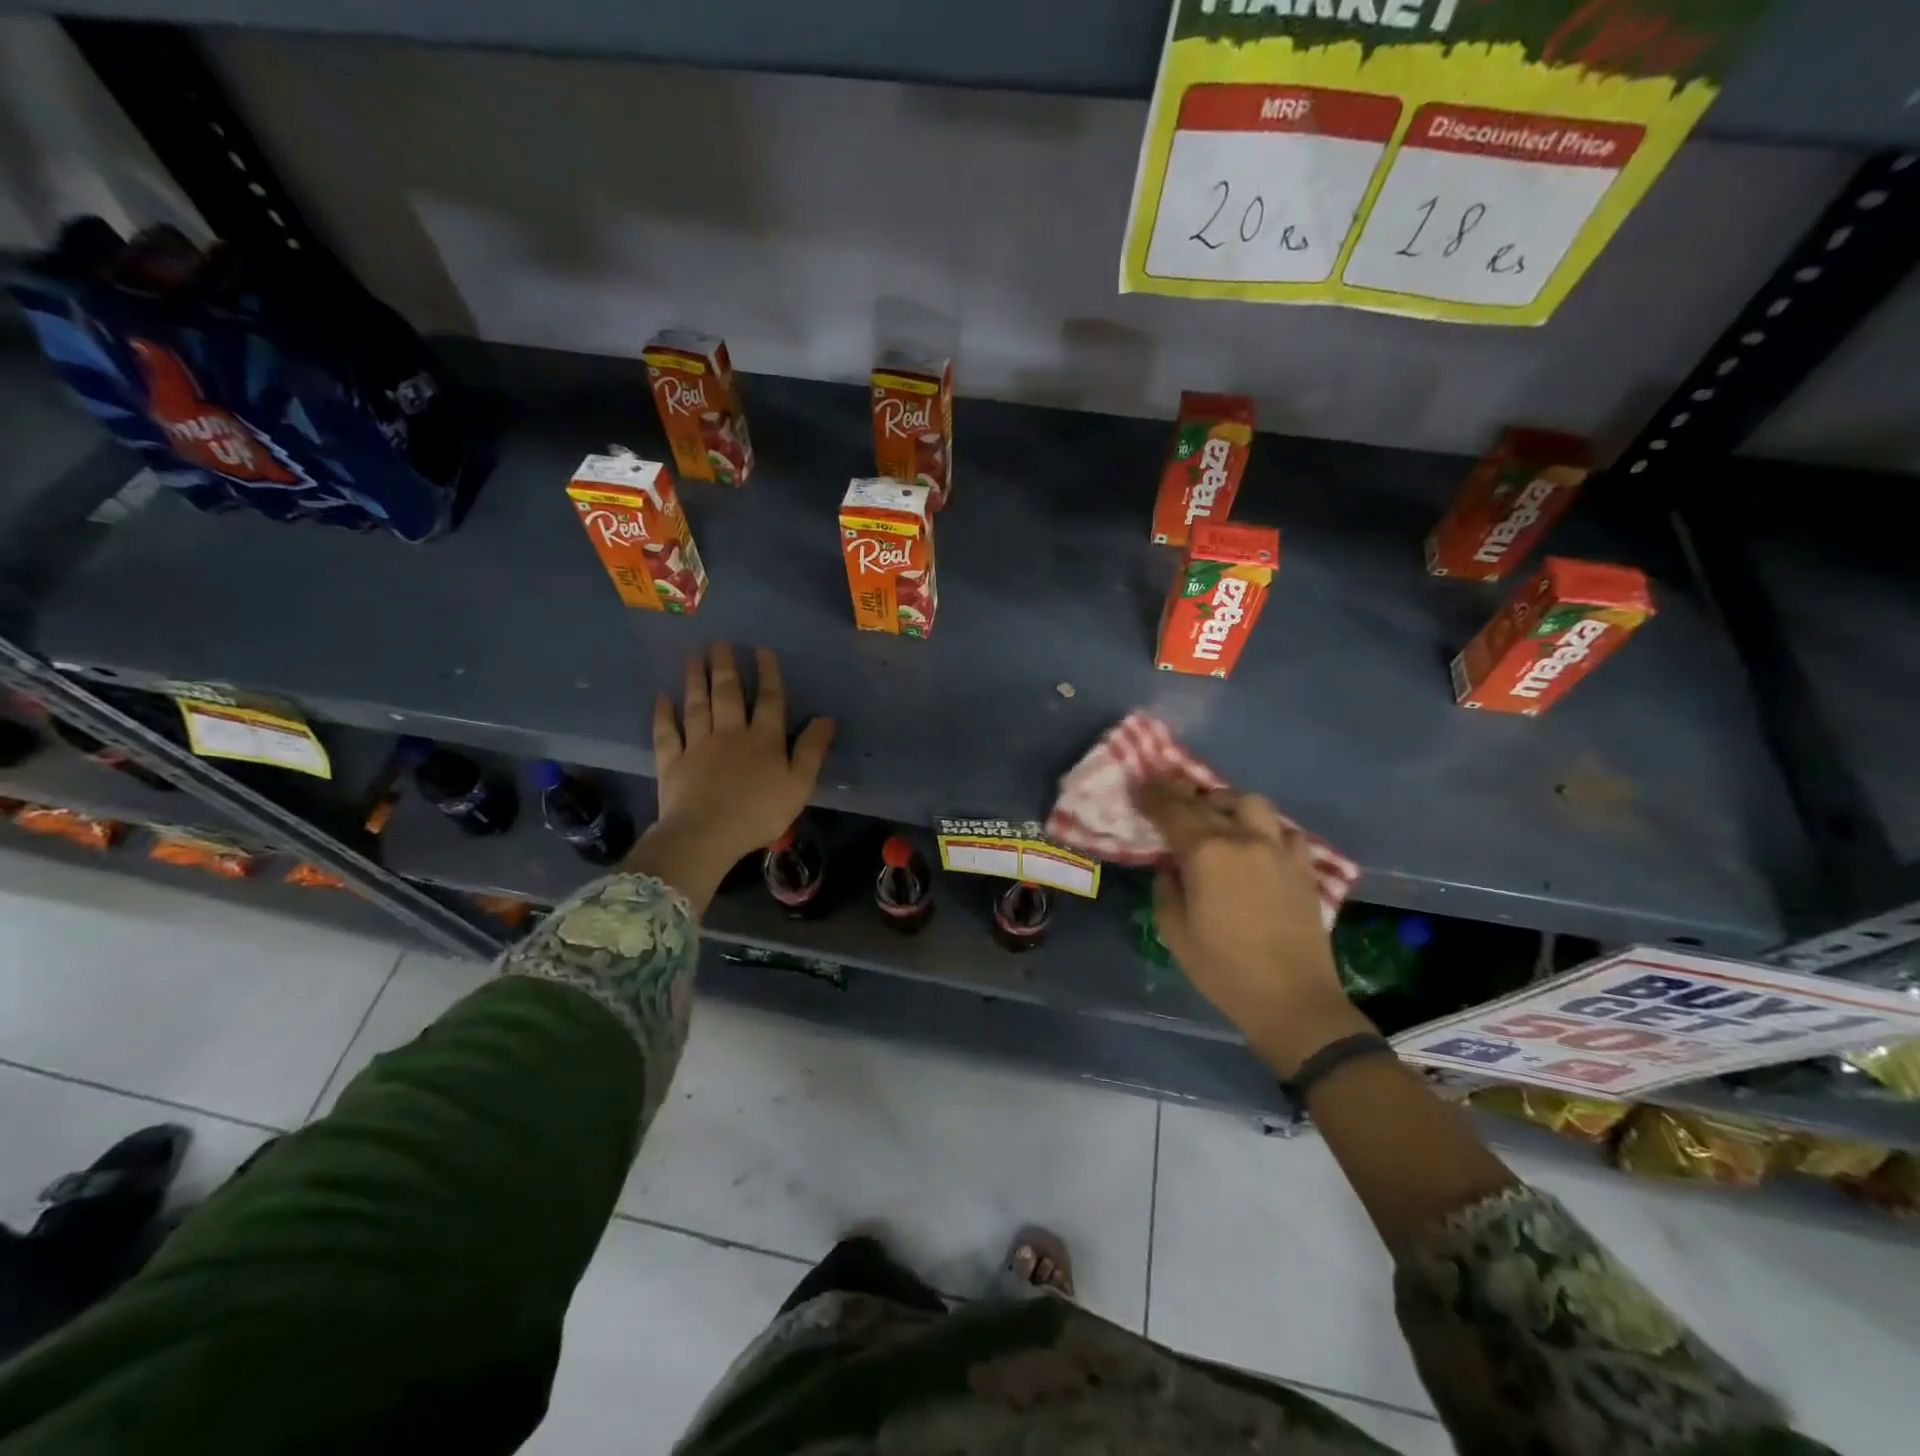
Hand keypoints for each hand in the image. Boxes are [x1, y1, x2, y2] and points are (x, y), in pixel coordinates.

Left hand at [626, 644, 834, 910]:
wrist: (706, 835)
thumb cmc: (759, 813)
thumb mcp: (799, 785)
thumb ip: (812, 750)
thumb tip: (826, 718)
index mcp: (763, 740)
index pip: (769, 700)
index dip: (767, 674)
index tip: (761, 650)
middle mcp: (730, 734)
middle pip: (727, 694)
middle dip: (725, 666)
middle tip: (719, 642)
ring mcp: (697, 746)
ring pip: (697, 706)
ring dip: (695, 679)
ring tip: (693, 656)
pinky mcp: (672, 762)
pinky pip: (667, 733)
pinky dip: (663, 714)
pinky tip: (662, 697)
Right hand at [1137, 778, 1372, 1076]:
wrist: (1293, 1001)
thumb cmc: (1224, 970)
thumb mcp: (1174, 932)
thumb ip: (1167, 888)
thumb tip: (1171, 867)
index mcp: (1206, 853)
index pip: (1172, 810)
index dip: (1152, 796)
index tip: (1138, 785)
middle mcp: (1243, 839)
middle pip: (1207, 802)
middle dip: (1180, 793)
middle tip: (1165, 793)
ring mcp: (1278, 849)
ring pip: (1251, 804)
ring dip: (1226, 803)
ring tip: (1214, 815)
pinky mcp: (1304, 867)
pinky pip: (1284, 831)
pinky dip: (1265, 829)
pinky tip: (1256, 844)